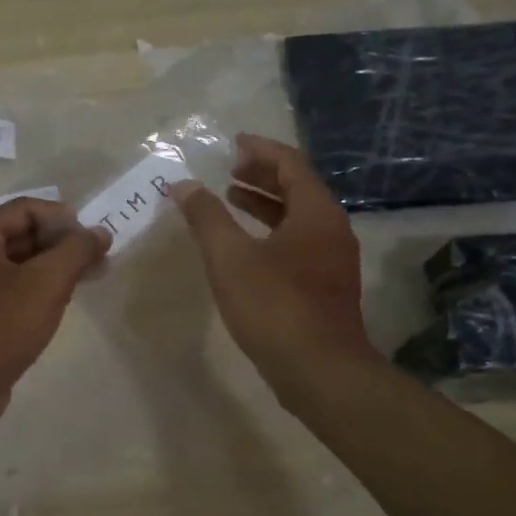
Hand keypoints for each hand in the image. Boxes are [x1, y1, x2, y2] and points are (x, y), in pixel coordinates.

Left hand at [0, 198, 110, 434]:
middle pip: (22, 234)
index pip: (26, 209)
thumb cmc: (1, 325)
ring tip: (88, 280)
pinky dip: (38, 290)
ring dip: (54, 268)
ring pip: (19, 265)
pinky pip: (12, 290)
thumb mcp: (47, 282)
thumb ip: (77, 251)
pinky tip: (61, 304)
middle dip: (62, 244)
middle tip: (98, 260)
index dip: (64, 218)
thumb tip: (101, 232)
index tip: (94, 238)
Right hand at [171, 134, 375, 395]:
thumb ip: (206, 217)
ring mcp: (333, 260)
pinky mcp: (326, 287)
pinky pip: (299, 243)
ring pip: (299, 218)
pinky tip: (247, 248)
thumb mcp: (230, 258)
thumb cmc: (275, 306)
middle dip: (262, 175)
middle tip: (228, 170)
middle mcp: (332, 230)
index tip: (233, 144)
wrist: (320, 371)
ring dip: (266, 204)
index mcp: (316, 213)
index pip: (290, 164)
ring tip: (230, 200)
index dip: (260, 150)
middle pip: (298, 188)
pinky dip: (272, 232)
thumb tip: (182, 185)